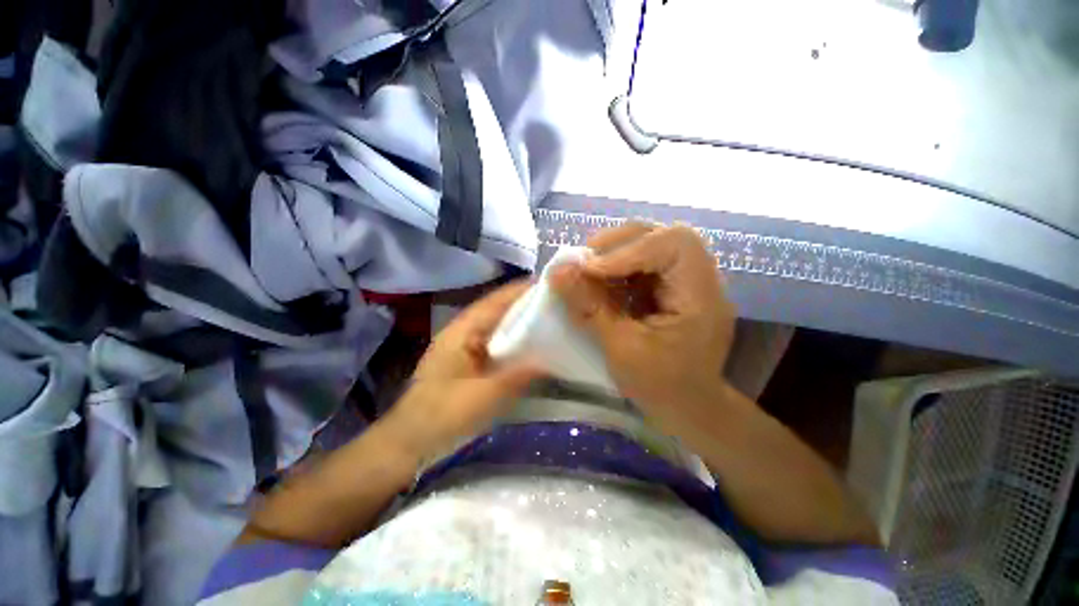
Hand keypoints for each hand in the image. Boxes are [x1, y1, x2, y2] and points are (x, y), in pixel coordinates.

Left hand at [381, 282, 544, 463]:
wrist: (408, 444)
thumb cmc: (443, 416)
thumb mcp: (486, 396)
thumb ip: (520, 374)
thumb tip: (551, 358)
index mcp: (463, 330)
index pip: (497, 300)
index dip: (524, 290)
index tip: (554, 286)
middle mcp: (463, 331)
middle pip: (499, 309)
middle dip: (528, 305)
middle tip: (561, 305)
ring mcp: (464, 346)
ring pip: (498, 325)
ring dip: (522, 322)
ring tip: (553, 321)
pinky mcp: (468, 362)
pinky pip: (496, 343)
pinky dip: (514, 340)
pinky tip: (532, 347)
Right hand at [550, 223, 737, 435]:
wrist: (688, 408)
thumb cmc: (660, 387)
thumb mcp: (621, 349)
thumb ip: (590, 307)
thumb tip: (557, 271)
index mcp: (701, 297)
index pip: (674, 244)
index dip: (630, 249)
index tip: (590, 269)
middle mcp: (700, 280)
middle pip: (663, 235)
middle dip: (619, 243)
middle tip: (585, 261)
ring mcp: (685, 282)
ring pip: (651, 244)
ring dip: (615, 252)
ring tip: (587, 269)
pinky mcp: (670, 288)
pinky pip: (642, 263)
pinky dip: (617, 267)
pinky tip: (599, 281)